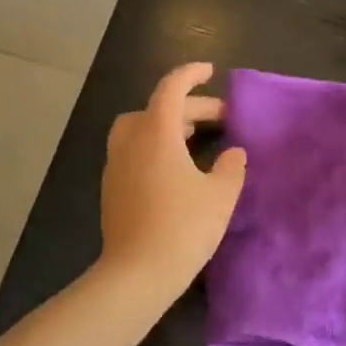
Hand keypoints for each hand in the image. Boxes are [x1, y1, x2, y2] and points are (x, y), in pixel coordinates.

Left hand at [97, 63, 247, 306]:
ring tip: (195, 137)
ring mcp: (116, 166)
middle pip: (157, 109)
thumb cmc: (184, 228)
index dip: (190, 75)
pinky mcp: (111, 188)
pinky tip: (175, 168)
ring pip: (139, 129)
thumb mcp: (221, 195)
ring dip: (167, 124)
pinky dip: (154, 145)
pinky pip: (133, 151)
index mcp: (156, 134)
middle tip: (220, 117)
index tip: (209, 71)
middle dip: (189, 106)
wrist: (137, 274)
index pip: (171, 89)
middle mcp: (130, 142)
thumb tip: (233, 153)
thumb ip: (231, 168)